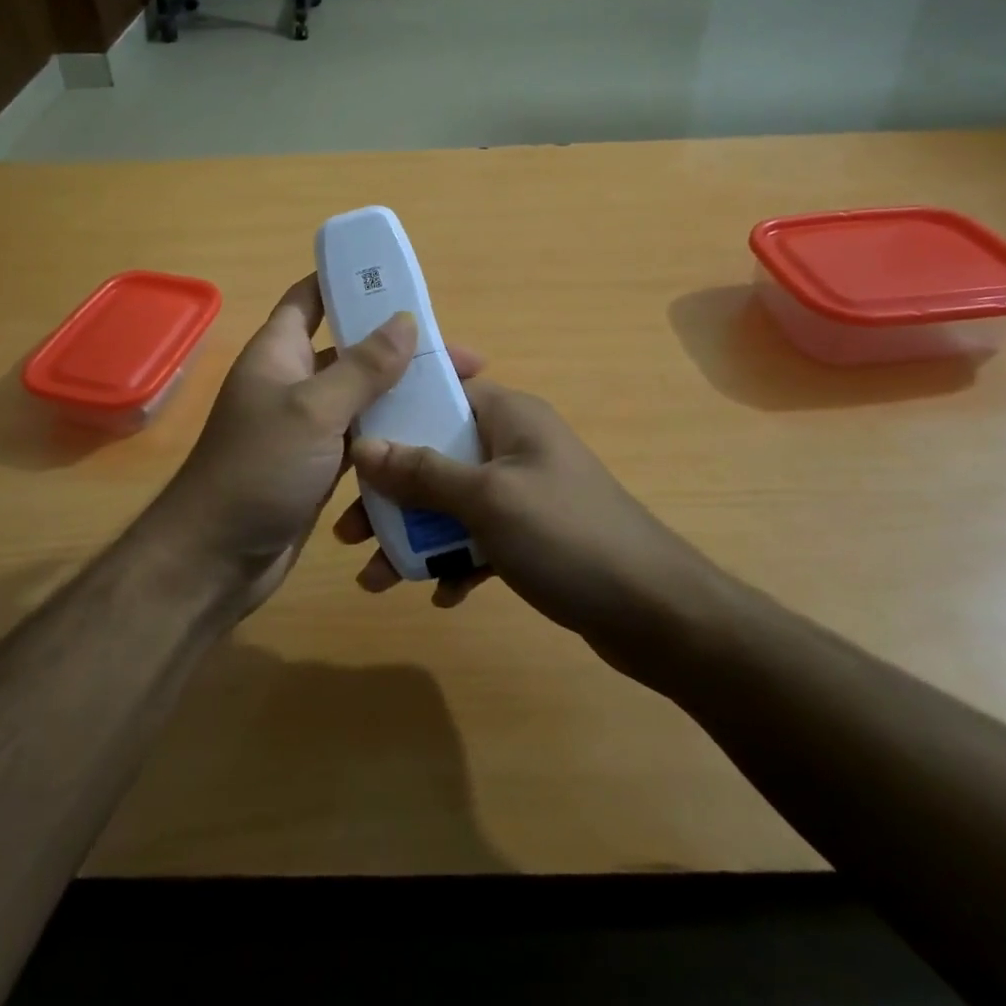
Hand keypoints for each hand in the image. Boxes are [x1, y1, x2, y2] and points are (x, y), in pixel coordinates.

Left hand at [147, 275, 483, 614]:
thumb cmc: (259, 469)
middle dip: (401, 349)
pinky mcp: (321, 465)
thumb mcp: (313, 410)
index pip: (310, 298)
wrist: (217, 558)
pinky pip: (363, 439)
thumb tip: (405, 320)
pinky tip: (432, 440)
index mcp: (279, 352)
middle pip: (353, 351)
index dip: (346, 281)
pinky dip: (391, 436)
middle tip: (461, 360)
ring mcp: (308, 427)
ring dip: (404, 396)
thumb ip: (362, 367)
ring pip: (363, 398)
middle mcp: (293, 382)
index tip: (398, 280)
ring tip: (460, 399)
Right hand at [340, 380, 708, 640]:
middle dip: (391, 492)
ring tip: (376, 578)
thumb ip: (422, 472)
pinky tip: (443, 595)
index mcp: (509, 416)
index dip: (394, 409)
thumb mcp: (486, 500)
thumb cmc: (567, 537)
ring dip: (414, 536)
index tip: (349, 439)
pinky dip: (455, 561)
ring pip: (451, 502)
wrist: (656, 614)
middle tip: (350, 530)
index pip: (442, 390)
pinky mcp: (533, 536)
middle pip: (436, 453)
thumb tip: (362, 447)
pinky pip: (478, 538)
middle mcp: (514, 446)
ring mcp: (524, 492)